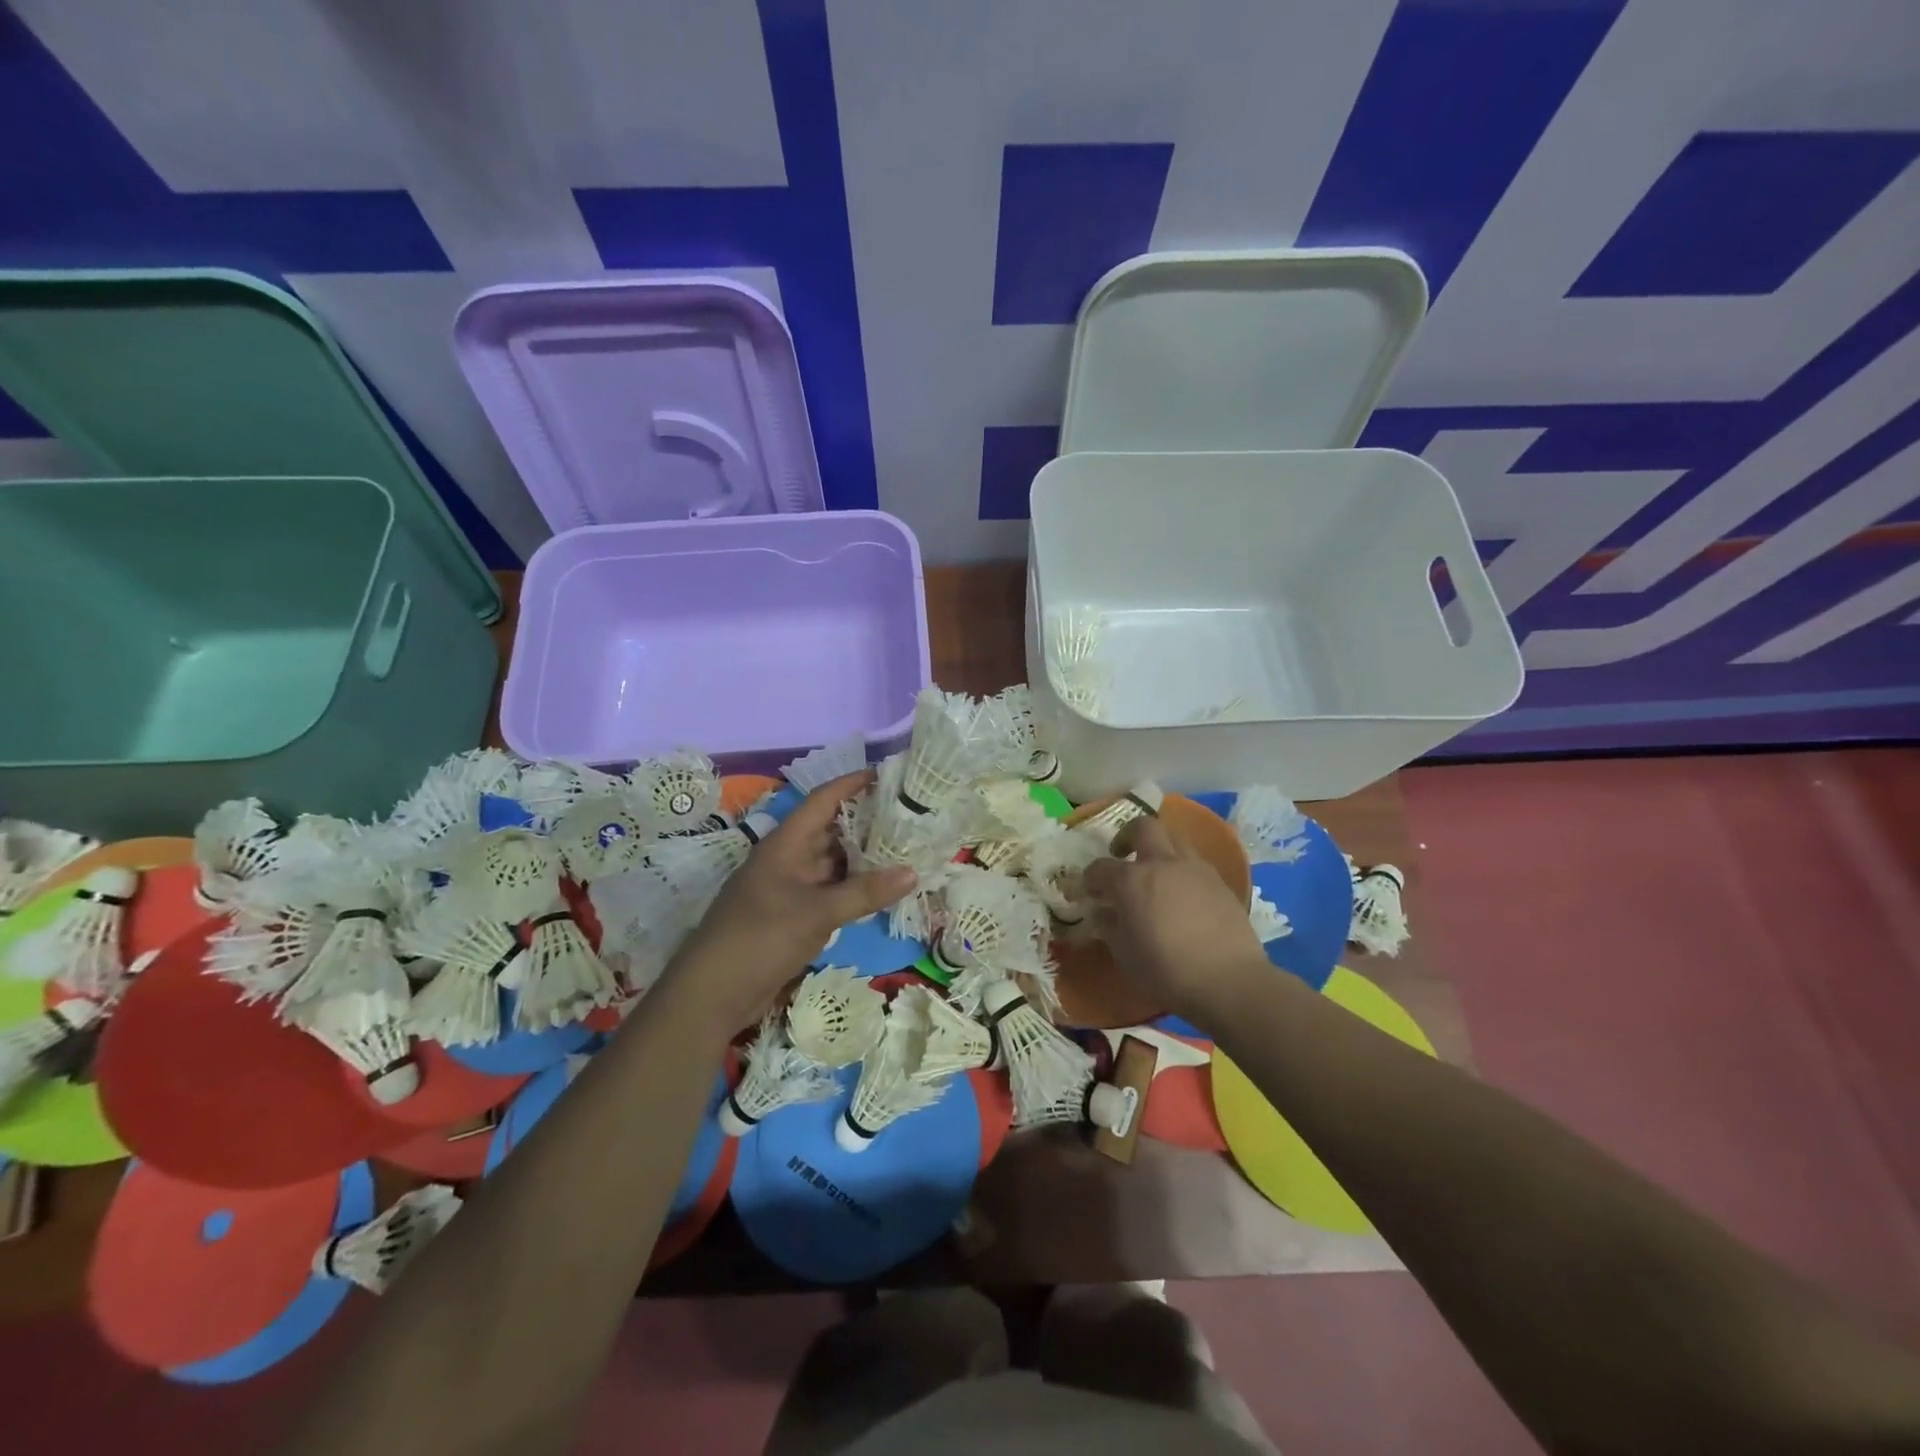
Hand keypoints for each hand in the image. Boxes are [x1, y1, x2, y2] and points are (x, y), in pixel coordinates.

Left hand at [665, 771, 915, 1035]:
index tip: (887, 774)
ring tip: (905, 847)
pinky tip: (882, 888)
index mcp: (786, 843)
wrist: (713, 993)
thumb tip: (913, 872)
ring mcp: (790, 888)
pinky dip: (855, 887)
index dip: (852, 783)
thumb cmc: (761, 937)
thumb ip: (865, 892)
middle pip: (831, 829)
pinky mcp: (794, 915)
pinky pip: (830, 891)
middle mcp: (788, 859)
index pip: (823, 799)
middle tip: (909, 815)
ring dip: (863, 856)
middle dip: (866, 821)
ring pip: (833, 862)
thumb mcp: (817, 912)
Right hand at [1083, 816, 1270, 1027]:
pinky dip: (1182, 868)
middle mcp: (1162, 863)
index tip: (1089, 889)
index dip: (1090, 877)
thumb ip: (1109, 927)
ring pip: (1174, 838)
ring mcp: (1195, 868)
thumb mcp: (1125, 955)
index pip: (1101, 868)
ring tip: (1155, 871)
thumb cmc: (1166, 971)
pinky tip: (1182, 892)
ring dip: (1159, 847)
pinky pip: (1195, 862)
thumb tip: (1102, 913)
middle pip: (1143, 827)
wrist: (1229, 981)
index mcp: (1131, 881)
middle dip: (1127, 835)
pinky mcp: (1219, 881)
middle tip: (1122, 854)